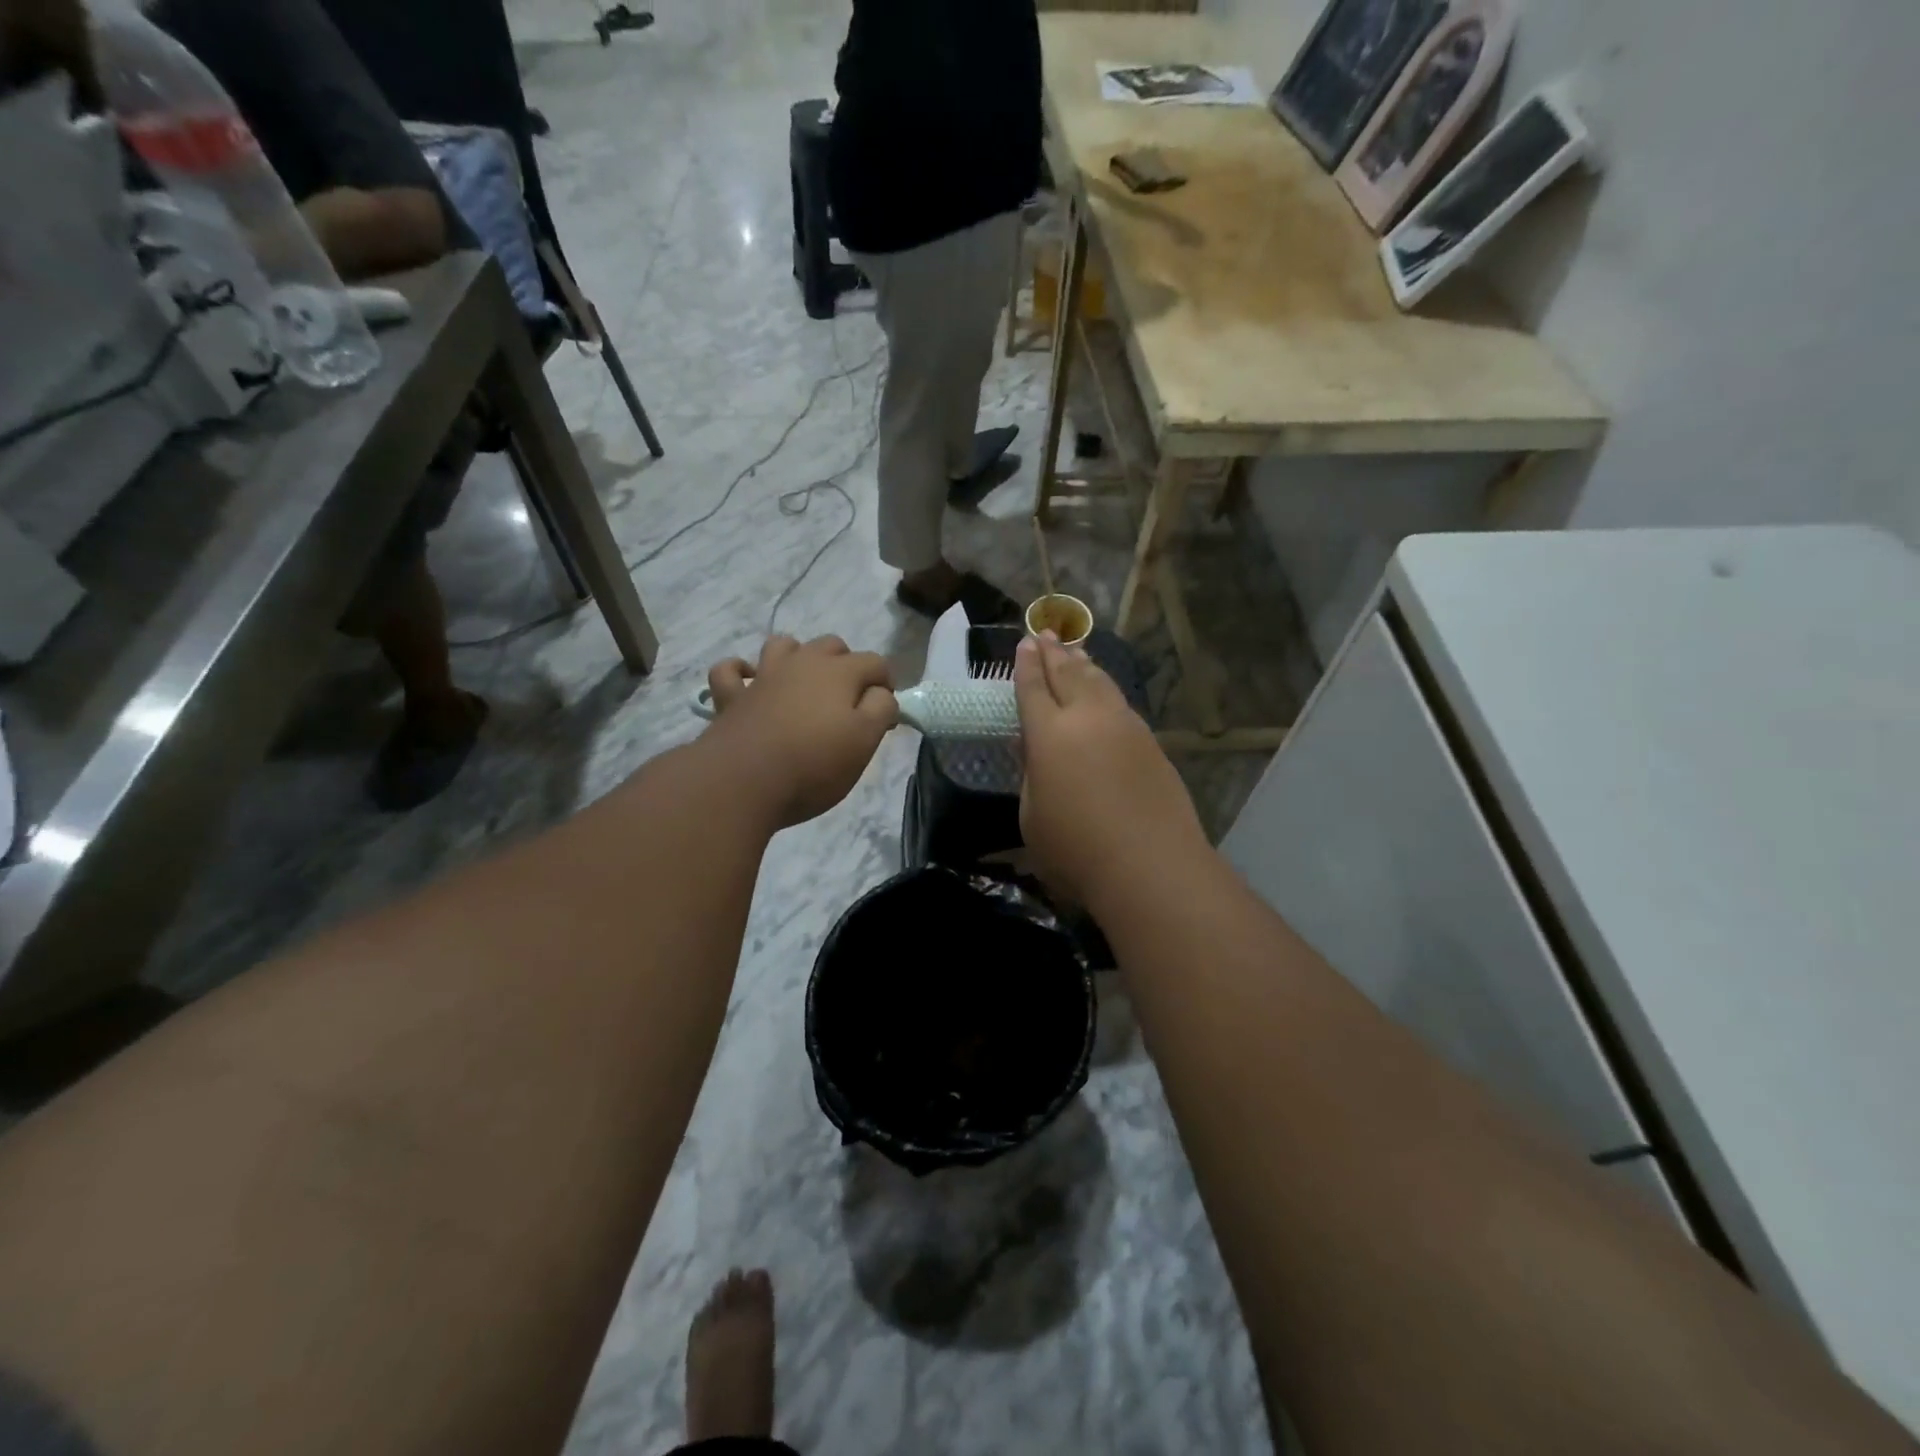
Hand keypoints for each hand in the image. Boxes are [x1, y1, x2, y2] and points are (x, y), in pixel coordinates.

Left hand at [703, 635, 897, 828]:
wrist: (743, 782)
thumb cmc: (814, 764)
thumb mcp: (865, 741)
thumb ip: (881, 709)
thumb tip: (881, 693)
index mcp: (839, 672)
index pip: (875, 662)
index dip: (886, 685)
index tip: (885, 716)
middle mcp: (801, 663)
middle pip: (831, 646)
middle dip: (847, 664)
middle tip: (849, 702)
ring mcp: (763, 677)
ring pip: (783, 646)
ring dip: (797, 657)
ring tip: (804, 684)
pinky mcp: (732, 697)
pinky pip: (730, 671)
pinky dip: (740, 671)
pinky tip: (749, 682)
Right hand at [1014, 632, 1204, 904]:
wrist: (1150, 864)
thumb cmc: (1076, 849)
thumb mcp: (1032, 816)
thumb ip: (1032, 775)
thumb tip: (1035, 748)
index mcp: (1049, 734)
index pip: (1034, 688)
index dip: (1026, 666)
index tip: (1024, 644)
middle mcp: (1087, 718)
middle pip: (1068, 674)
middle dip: (1054, 653)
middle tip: (1045, 634)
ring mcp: (1124, 726)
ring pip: (1100, 682)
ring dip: (1083, 664)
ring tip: (1075, 651)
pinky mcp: (1150, 742)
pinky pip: (1120, 702)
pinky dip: (1106, 687)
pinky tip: (1104, 691)